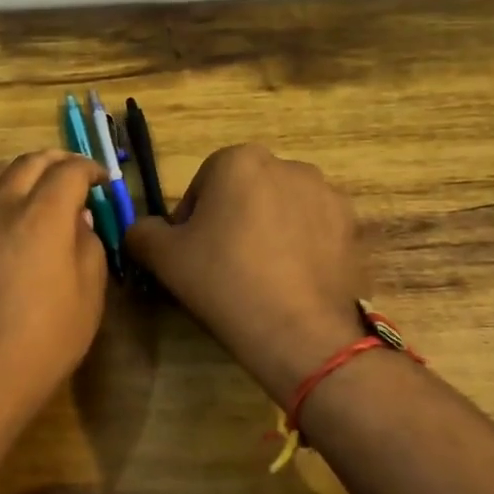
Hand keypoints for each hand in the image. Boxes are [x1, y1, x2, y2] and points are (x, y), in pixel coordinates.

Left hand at [0, 151, 110, 427]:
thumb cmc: (42, 343)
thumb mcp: (88, 297)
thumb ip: (88, 245)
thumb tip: (78, 218)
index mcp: (43, 215)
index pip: (69, 171)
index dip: (90, 169)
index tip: (101, 180)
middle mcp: (2, 206)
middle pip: (29, 162)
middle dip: (57, 161)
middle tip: (74, 174)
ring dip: (22, 170)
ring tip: (37, 184)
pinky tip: (0, 208)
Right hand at [126, 145, 365, 400]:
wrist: (299, 332)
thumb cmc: (223, 282)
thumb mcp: (163, 258)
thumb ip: (142, 232)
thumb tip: (142, 230)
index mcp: (239, 160)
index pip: (202, 186)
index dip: (190, 223)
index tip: (191, 257)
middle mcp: (288, 165)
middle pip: (244, 193)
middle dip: (232, 221)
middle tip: (223, 268)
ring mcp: (327, 194)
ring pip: (280, 209)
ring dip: (268, 231)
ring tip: (261, 277)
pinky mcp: (352, 226)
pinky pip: (313, 230)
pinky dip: (300, 248)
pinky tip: (291, 282)